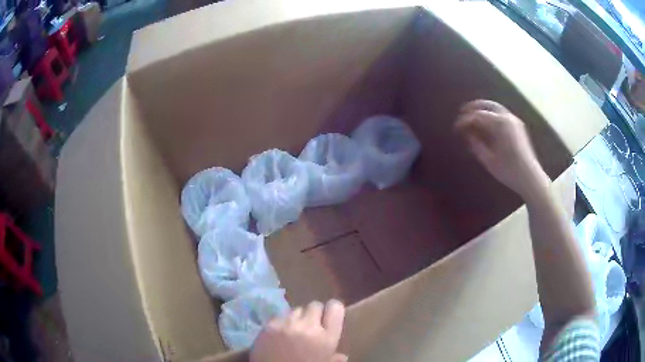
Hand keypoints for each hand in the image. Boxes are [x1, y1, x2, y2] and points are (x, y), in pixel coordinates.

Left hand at [250, 300, 347, 361]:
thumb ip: (334, 359)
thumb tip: (343, 356)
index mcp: (327, 338)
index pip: (335, 308)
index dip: (332, 309)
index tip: (328, 315)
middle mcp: (309, 326)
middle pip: (314, 305)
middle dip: (313, 313)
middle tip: (309, 325)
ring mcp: (288, 324)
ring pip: (296, 309)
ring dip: (296, 317)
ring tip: (293, 330)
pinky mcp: (270, 325)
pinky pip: (279, 316)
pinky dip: (280, 322)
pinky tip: (278, 334)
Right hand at [455, 100, 549, 199]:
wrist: (530, 177)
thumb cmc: (509, 170)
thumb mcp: (488, 159)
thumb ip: (476, 144)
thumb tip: (467, 134)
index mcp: (500, 124)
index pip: (477, 116)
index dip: (465, 120)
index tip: (456, 127)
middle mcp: (507, 118)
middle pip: (487, 105)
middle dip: (473, 107)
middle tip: (462, 113)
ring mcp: (514, 121)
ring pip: (495, 108)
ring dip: (482, 110)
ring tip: (472, 117)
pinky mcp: (517, 127)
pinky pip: (501, 115)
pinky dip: (491, 115)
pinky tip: (485, 124)